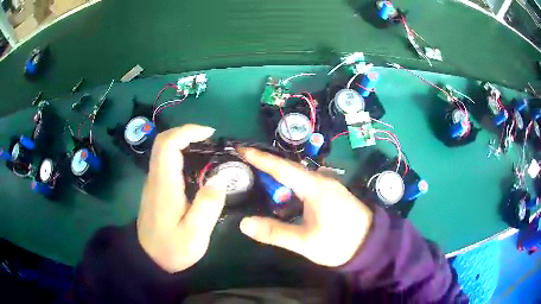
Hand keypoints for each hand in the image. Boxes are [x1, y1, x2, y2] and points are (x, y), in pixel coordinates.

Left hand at [137, 125, 226, 272]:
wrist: (149, 259)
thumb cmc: (172, 248)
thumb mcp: (195, 234)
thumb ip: (207, 206)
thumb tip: (219, 180)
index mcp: (164, 184)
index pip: (168, 145)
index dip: (187, 131)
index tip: (210, 134)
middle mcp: (155, 178)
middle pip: (163, 142)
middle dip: (186, 133)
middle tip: (210, 140)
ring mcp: (153, 183)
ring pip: (164, 151)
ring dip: (184, 143)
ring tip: (208, 151)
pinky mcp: (156, 189)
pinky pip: (166, 162)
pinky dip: (181, 155)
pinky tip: (197, 168)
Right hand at [238, 148, 372, 266]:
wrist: (369, 245)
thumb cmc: (339, 242)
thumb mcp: (304, 242)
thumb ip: (274, 233)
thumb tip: (244, 223)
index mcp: (315, 187)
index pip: (282, 168)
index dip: (260, 158)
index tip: (241, 149)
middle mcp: (321, 180)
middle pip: (288, 168)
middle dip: (265, 164)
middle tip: (243, 163)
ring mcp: (327, 186)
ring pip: (296, 176)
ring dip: (276, 175)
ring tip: (255, 176)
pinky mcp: (329, 193)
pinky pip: (304, 184)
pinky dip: (288, 186)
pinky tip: (279, 193)